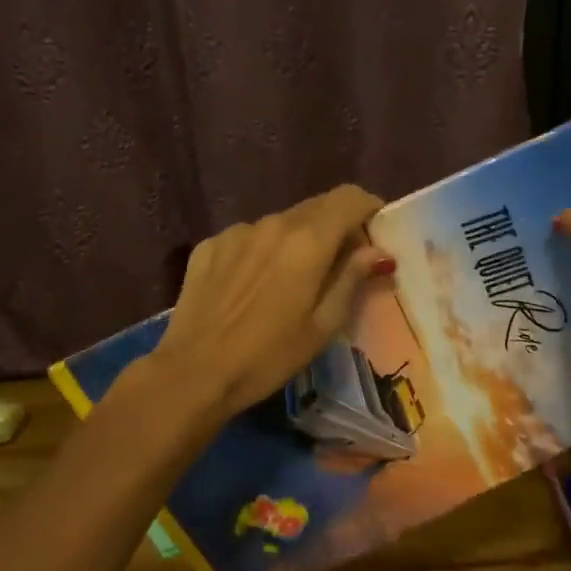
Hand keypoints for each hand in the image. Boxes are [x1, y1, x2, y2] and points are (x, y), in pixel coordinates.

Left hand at [149, 185, 392, 421]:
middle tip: (340, 264)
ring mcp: (236, 232)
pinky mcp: (209, 246)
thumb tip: (377, 251)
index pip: (349, 197)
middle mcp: (272, 223)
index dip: (368, 208)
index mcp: (308, 240)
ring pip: (281, 223)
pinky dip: (262, 252)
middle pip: (316, 207)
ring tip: (291, 281)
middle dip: (336, 226)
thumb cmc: (269, 356)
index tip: (374, 232)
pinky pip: (248, 238)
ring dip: (297, 241)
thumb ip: (352, 279)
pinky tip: (252, 288)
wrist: (193, 373)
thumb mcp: (323, 325)